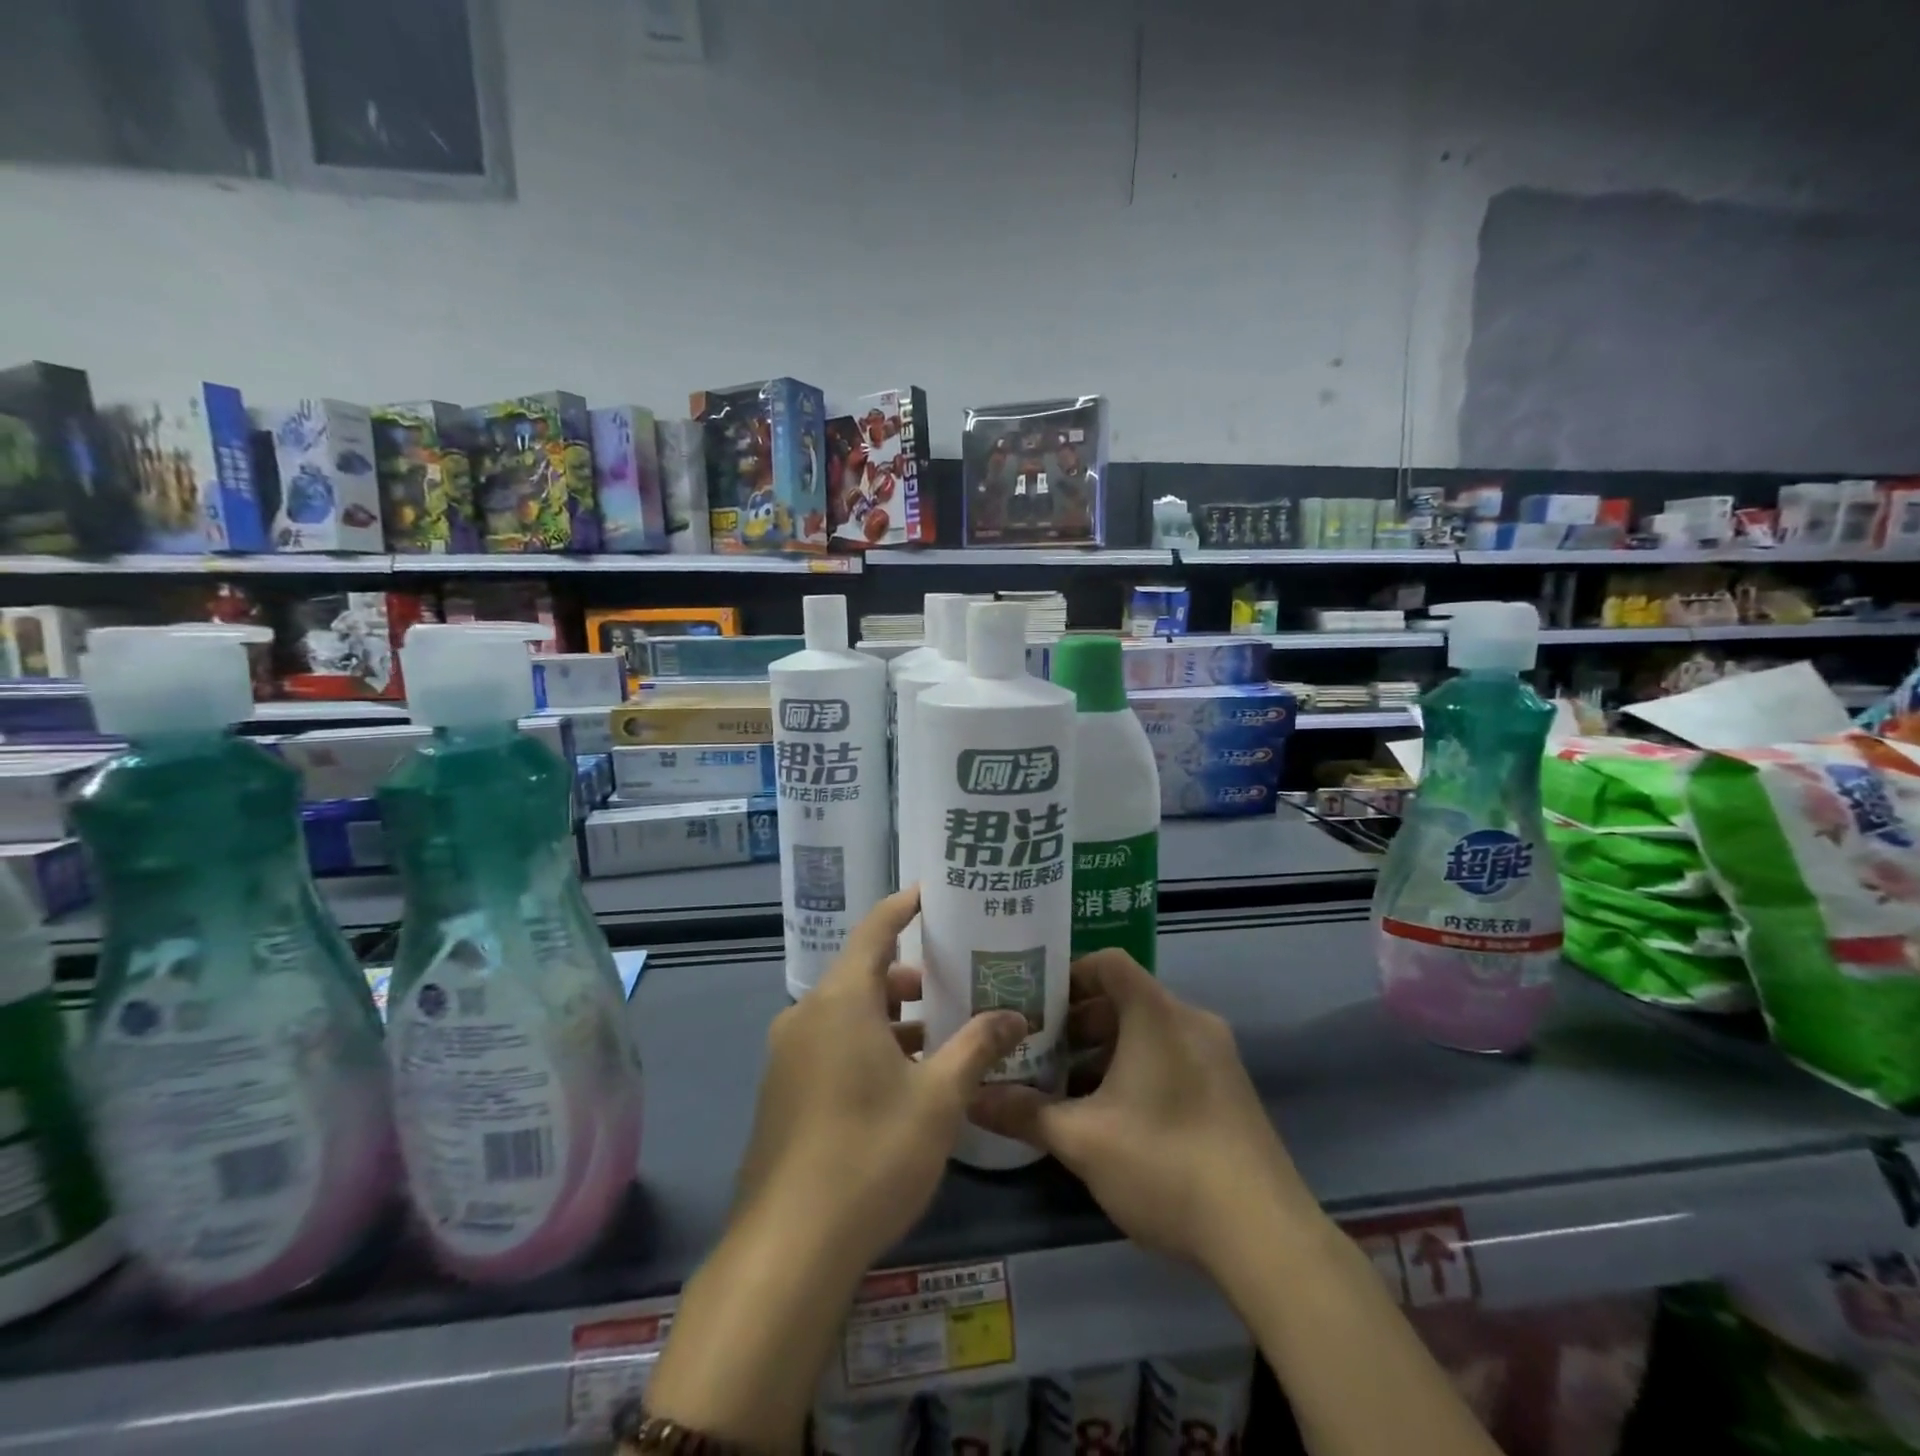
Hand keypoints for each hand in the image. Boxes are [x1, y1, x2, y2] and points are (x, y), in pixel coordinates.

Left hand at [734, 886, 1028, 1272]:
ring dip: (889, 1016)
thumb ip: (978, 1047)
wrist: (789, 1247)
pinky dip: (866, 1043)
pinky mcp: (782, 1091)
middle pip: (862, 974)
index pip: (875, 930)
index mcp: (841, 1000)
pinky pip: (829, 1044)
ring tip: (936, 1034)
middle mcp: (806, 1015)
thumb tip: (1015, 1015)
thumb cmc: (871, 1153)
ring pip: (845, 1013)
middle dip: (907, 974)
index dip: (902, 907)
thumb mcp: (939, 1098)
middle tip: (953, 978)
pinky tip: (900, 1079)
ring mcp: (787, 1055)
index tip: (930, 893)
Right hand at [969, 949, 1324, 1278]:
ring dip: (1106, 1049)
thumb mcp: (1082, 1140)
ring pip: (1149, 1031)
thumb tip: (972, 1098)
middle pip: (1126, 998)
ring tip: (1068, 1088)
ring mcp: (1217, 1055)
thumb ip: (1024, 1113)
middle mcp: (1191, 1021)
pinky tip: (1115, 1116)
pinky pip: (1173, 1056)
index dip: (1067, 974)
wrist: (1265, 1235)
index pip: (1108, 963)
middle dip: (1079, 1021)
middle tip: (1040, 1050)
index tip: (1033, 1004)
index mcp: (1157, 1014)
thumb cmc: (1165, 1163)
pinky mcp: (1230, 1089)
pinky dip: (1138, 1069)